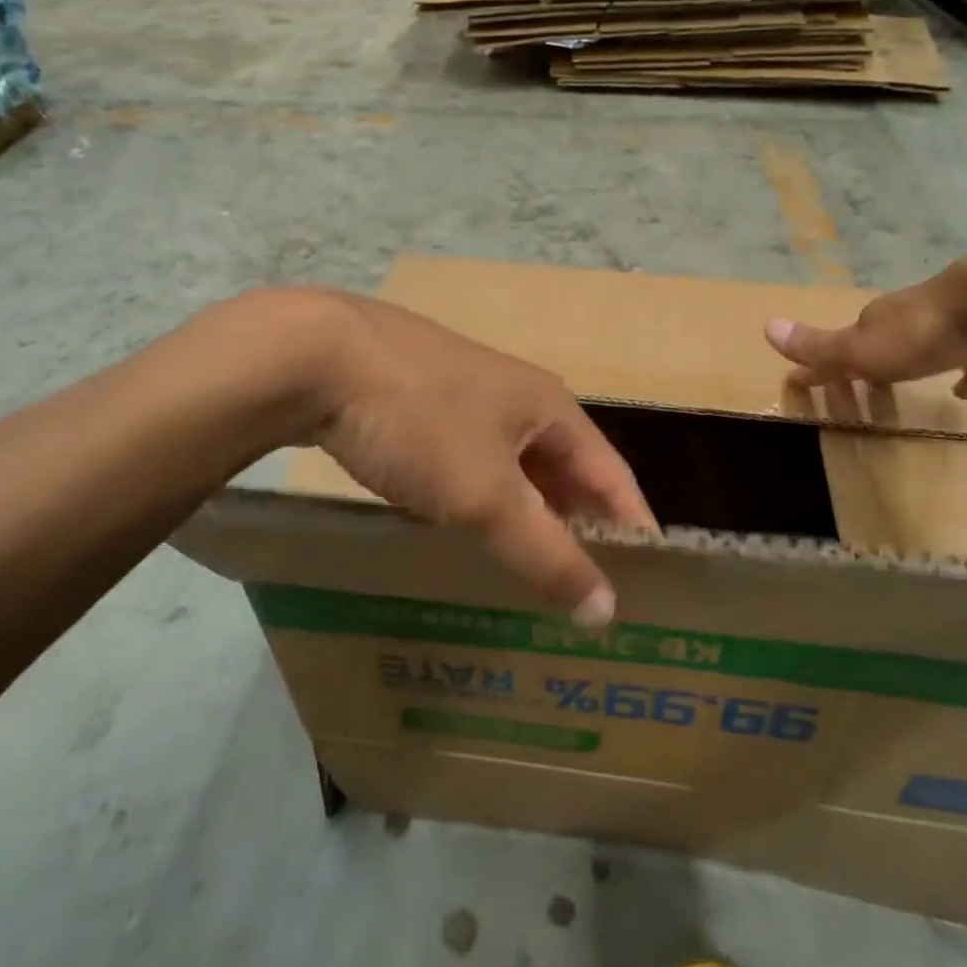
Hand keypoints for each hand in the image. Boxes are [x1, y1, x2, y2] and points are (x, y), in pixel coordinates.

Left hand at [298, 291, 655, 626]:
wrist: (316, 356)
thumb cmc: (421, 421)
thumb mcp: (488, 496)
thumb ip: (548, 553)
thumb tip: (607, 610)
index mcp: (550, 407)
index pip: (612, 474)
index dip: (633, 525)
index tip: (650, 580)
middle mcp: (517, 396)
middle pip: (566, 470)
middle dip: (581, 525)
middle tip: (587, 588)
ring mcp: (466, 396)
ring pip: (515, 467)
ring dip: (530, 515)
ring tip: (533, 569)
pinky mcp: (421, 402)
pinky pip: (471, 461)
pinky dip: (483, 499)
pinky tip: (466, 528)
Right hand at [765, 246, 966, 398]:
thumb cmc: (925, 331)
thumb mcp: (863, 347)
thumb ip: (820, 345)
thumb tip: (767, 327)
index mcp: (881, 320)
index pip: (845, 340)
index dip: (826, 362)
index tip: (810, 380)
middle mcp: (915, 316)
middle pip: (887, 339)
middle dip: (874, 359)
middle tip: (866, 384)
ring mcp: (960, 323)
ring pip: (932, 345)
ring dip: (919, 361)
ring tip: (911, 385)